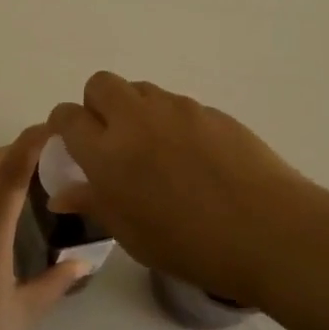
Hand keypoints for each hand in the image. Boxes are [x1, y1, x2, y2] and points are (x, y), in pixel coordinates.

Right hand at [47, 72, 312, 306]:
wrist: (267, 230)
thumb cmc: (190, 244)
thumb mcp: (131, 234)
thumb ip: (94, 204)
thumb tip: (62, 195)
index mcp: (107, 152)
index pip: (68, 117)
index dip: (64, 126)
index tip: (71, 143)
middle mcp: (136, 119)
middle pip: (101, 84)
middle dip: (97, 105)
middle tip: (112, 140)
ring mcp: (177, 109)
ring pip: (141, 89)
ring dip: (135, 109)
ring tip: (154, 149)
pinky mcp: (211, 110)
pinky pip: (177, 105)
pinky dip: (172, 121)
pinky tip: (193, 157)